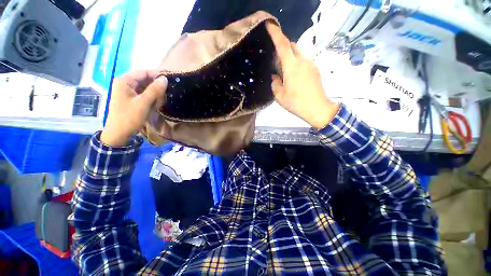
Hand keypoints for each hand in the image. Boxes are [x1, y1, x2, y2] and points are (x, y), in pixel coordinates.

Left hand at [100, 70, 167, 145]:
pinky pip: (144, 94)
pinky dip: (151, 97)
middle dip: (157, 85)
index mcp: (125, 81)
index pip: (144, 72)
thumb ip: (154, 90)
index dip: (157, 74)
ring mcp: (128, 91)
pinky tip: (156, 103)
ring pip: (145, 87)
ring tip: (162, 99)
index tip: (171, 79)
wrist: (119, 133)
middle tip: (168, 92)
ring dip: (155, 92)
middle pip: (145, 79)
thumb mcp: (143, 103)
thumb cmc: (129, 117)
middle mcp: (125, 83)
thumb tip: (165, 79)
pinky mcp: (131, 98)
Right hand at [266, 23, 339, 128]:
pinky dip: (296, 62)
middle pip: (292, 45)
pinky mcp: (315, 69)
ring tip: (284, 69)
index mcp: (292, 67)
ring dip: (290, 55)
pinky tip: (293, 75)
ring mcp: (311, 64)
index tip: (269, 25)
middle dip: (283, 46)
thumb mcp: (280, 96)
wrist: (318, 108)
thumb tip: (275, 76)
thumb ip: (275, 83)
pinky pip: (304, 60)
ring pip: (299, 52)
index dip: (275, 33)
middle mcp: (303, 61)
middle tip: (275, 58)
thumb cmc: (297, 103)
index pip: (283, 45)